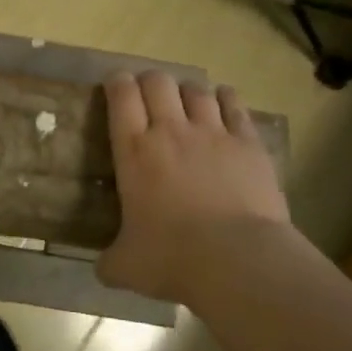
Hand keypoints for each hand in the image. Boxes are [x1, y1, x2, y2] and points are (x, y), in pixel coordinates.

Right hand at [97, 71, 290, 304]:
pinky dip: (226, 98)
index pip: (121, 95)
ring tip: (187, 102)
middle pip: (158, 81)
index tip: (116, 86)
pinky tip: (224, 101)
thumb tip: (103, 269)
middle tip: (149, 97)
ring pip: (196, 89)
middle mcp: (170, 130)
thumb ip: (111, 261)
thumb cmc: (173, 258)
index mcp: (134, 151)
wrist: (238, 260)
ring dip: (187, 91)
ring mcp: (213, 133)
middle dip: (150, 81)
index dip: (117, 83)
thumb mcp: (127, 267)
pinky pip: (234, 105)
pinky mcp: (248, 143)